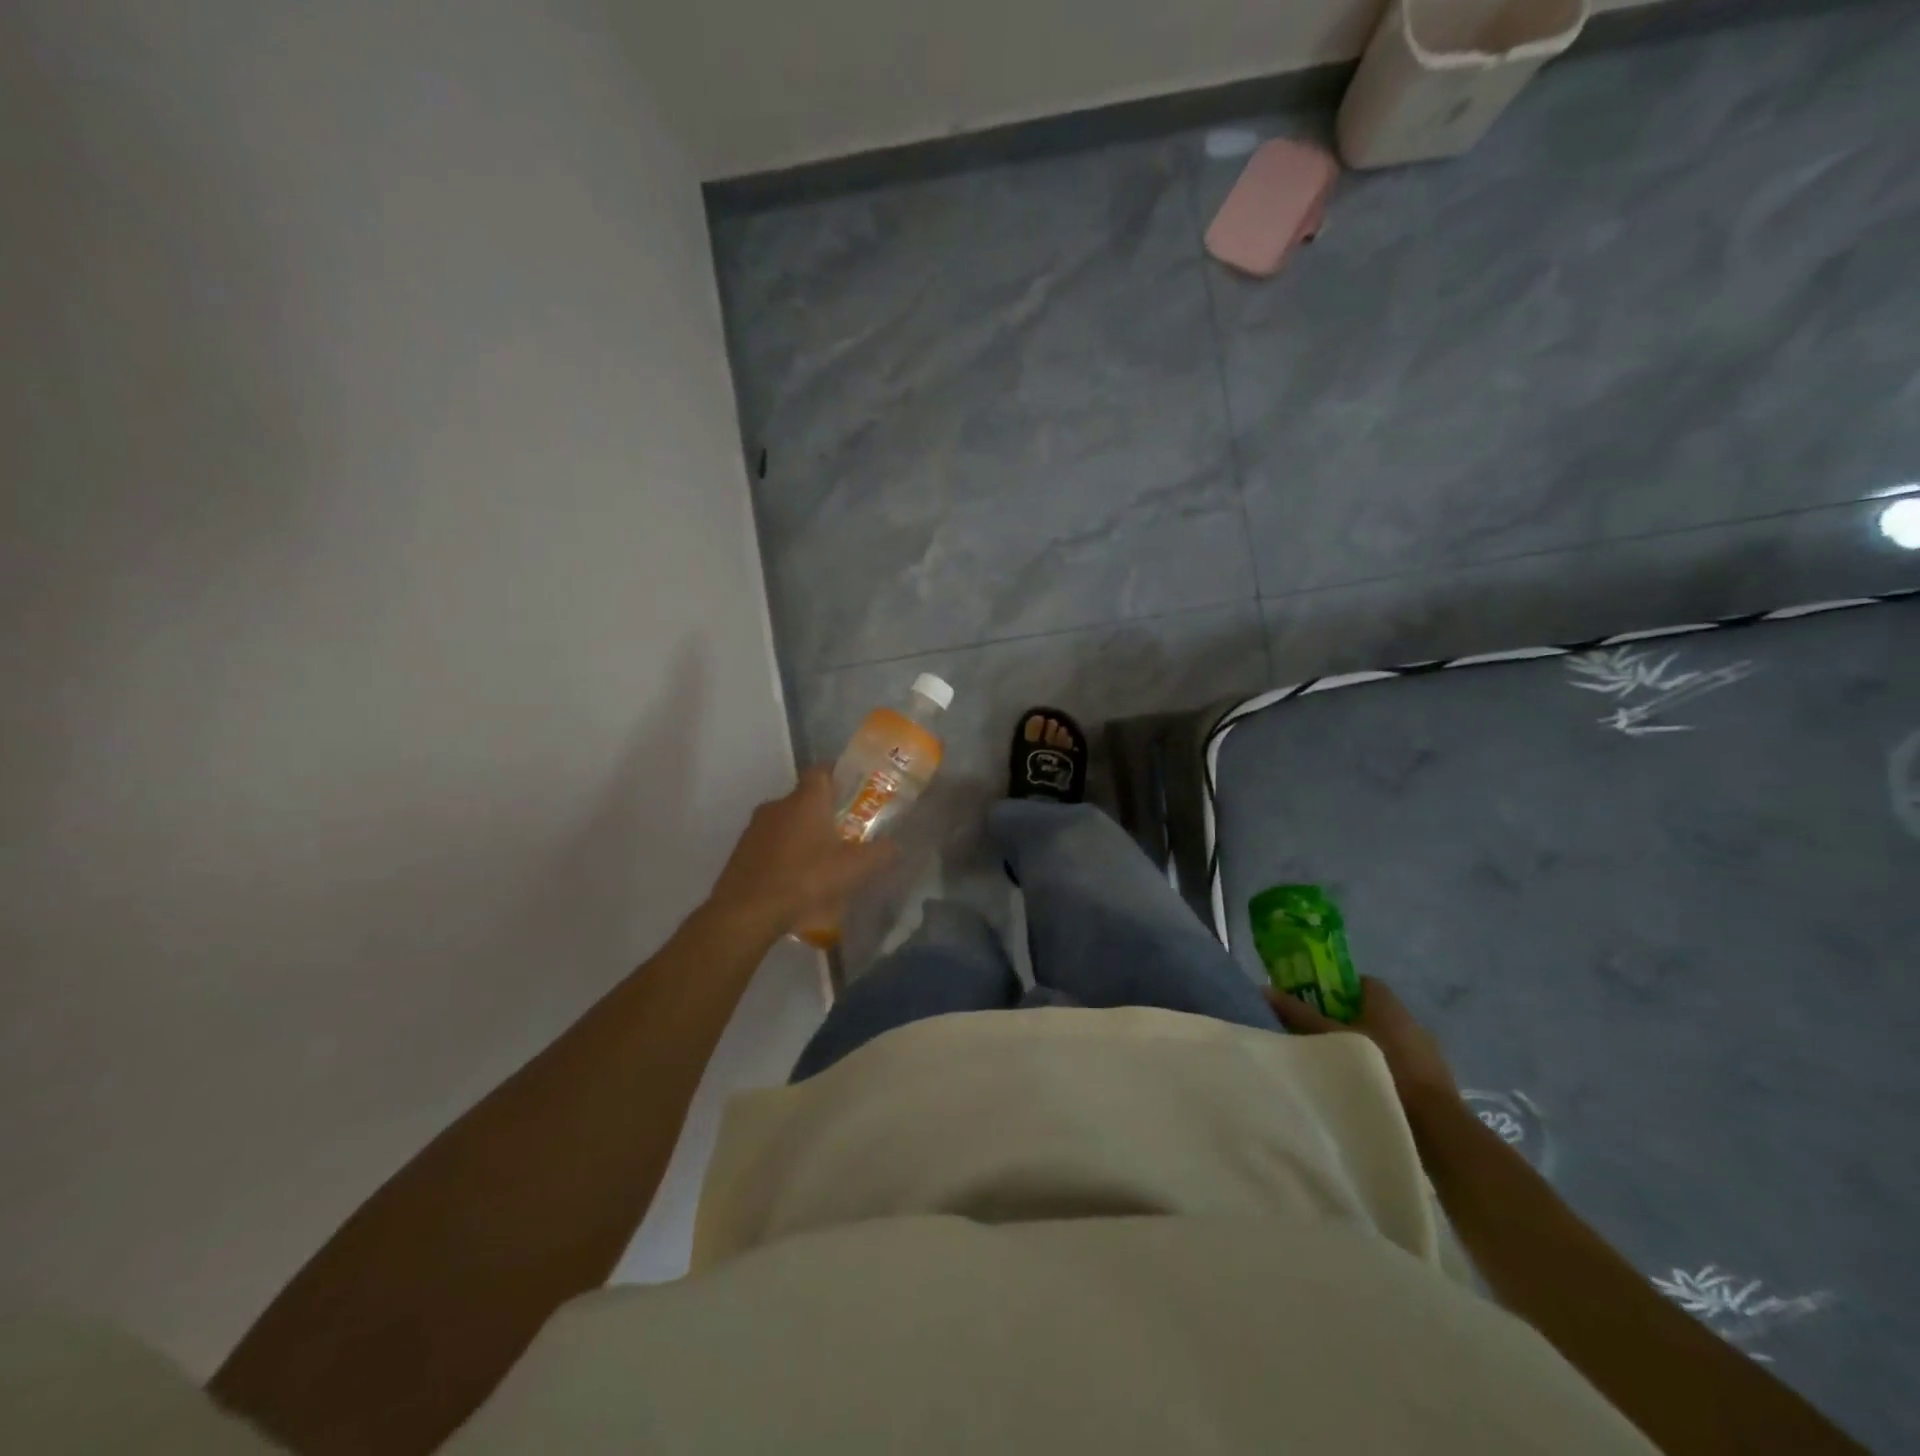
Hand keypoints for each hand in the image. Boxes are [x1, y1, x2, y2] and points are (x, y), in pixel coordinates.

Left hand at [708, 768, 895, 935]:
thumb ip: (880, 854)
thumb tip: (896, 846)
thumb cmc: (805, 880)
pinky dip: (785, 853)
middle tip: (846, 832)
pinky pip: (770, 843)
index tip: (855, 791)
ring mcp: (755, 827)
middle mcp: (778, 804)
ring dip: (804, 834)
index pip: (822, 770)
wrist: (746, 912)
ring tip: (822, 861)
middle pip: (806, 798)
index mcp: (806, 800)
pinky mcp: (741, 850)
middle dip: (826, 812)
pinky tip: (796, 879)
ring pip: (787, 821)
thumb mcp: (854, 869)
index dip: (840, 775)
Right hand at [1266, 976, 1455, 1099]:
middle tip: (1314, 1031)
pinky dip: (1378, 1067)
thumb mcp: (1333, 1039)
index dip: (1333, 986)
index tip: (1311, 1000)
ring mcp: (1425, 1051)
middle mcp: (1409, 1020)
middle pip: (1368, 1009)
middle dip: (1342, 1017)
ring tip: (1332, 1060)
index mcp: (1388, 1003)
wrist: (1436, 1127)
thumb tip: (1265, 989)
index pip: (1358, 981)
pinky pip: (1396, 1061)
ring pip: (1382, 1037)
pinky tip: (1359, 1084)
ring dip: (1361, 1045)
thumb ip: (1301, 1015)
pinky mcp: (1431, 1080)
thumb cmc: (1382, 1069)